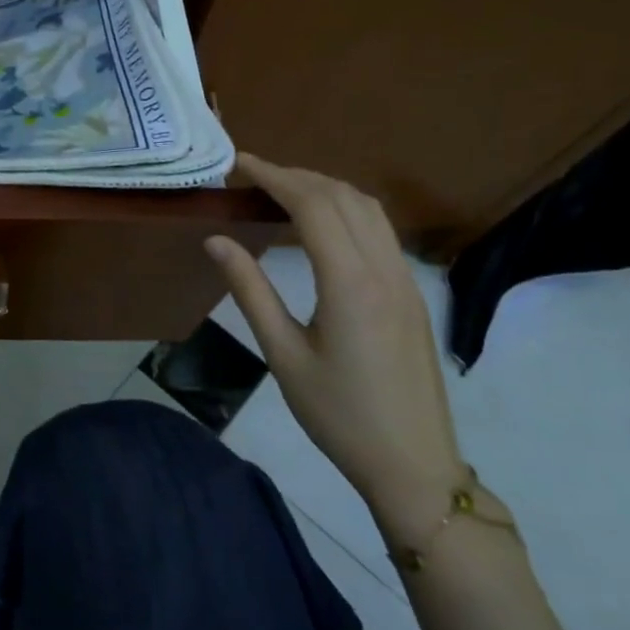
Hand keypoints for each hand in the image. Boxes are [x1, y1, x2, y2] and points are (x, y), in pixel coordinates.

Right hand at [204, 154, 464, 525]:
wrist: (414, 465)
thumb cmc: (338, 415)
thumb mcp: (282, 354)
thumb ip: (249, 290)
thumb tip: (216, 240)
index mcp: (350, 283)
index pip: (312, 205)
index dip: (273, 176)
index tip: (238, 164)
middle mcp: (384, 271)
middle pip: (343, 197)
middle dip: (295, 176)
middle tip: (251, 177)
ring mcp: (405, 281)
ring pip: (369, 209)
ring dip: (324, 189)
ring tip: (281, 192)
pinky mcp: (412, 295)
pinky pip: (380, 231)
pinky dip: (345, 210)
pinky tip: (320, 226)